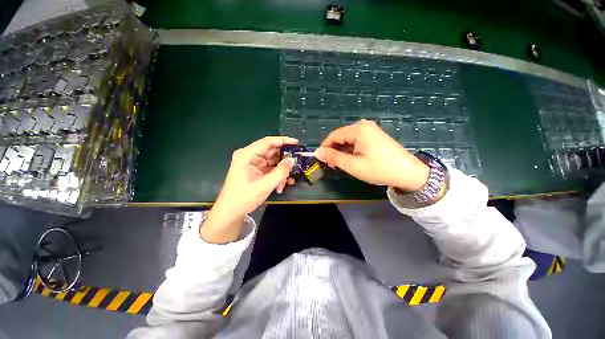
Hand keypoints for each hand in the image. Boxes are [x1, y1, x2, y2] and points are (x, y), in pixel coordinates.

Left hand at [201, 136, 296, 242]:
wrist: (230, 213)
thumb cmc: (244, 198)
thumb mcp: (265, 185)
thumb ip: (280, 171)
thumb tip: (292, 160)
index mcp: (247, 155)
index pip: (268, 142)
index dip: (283, 141)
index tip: (296, 143)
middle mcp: (249, 156)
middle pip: (271, 152)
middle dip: (283, 161)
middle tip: (295, 166)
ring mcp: (252, 164)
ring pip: (272, 162)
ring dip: (281, 172)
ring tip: (286, 182)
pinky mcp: (255, 171)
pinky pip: (269, 169)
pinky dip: (276, 176)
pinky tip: (281, 185)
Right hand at [315, 120, 429, 191]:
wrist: (408, 173)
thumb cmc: (379, 169)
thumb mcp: (353, 165)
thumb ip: (334, 157)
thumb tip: (317, 152)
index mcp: (359, 129)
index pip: (334, 135)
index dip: (325, 147)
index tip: (321, 159)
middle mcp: (364, 126)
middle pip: (341, 136)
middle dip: (334, 150)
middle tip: (331, 164)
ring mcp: (371, 131)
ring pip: (348, 140)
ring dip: (342, 151)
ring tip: (340, 164)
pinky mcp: (374, 137)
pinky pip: (356, 141)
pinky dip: (350, 150)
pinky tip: (351, 160)